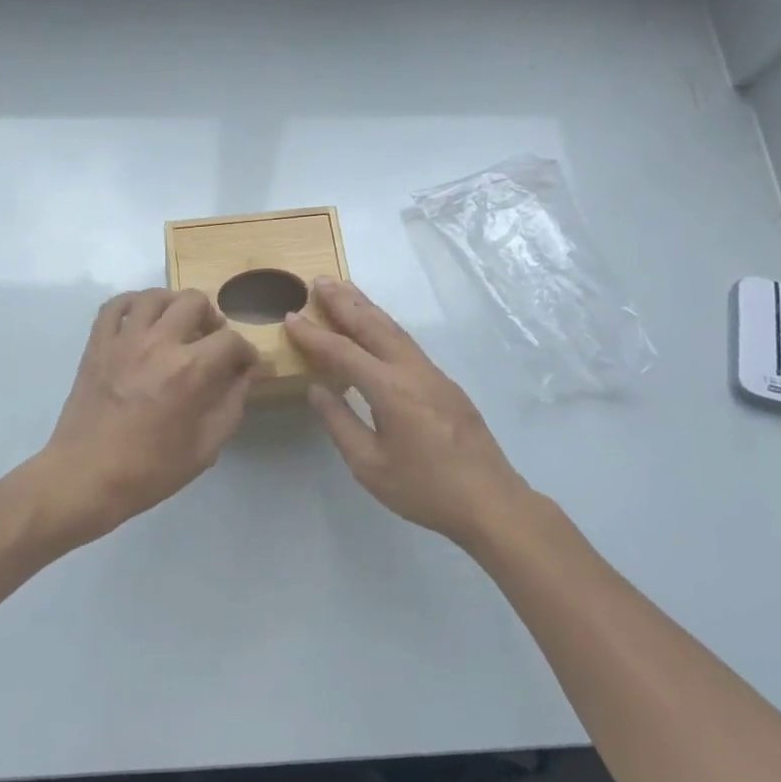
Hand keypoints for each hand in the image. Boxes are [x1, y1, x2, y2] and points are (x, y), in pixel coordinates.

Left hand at [36, 289, 258, 541]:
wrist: (85, 477)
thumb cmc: (150, 470)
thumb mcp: (206, 447)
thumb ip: (232, 403)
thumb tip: (248, 373)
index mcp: (190, 370)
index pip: (231, 340)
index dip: (246, 352)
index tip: (245, 365)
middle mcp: (159, 343)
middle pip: (195, 302)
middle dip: (212, 319)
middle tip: (211, 342)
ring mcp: (124, 339)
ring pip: (155, 295)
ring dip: (175, 306)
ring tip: (178, 326)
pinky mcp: (97, 343)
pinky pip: (116, 305)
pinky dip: (134, 304)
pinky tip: (142, 320)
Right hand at [286, 278, 532, 546]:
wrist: (490, 501)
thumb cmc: (424, 489)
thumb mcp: (369, 465)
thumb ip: (340, 423)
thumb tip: (317, 389)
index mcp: (390, 389)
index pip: (343, 351)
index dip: (313, 334)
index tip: (290, 316)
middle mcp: (412, 370)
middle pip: (373, 325)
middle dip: (344, 301)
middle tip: (319, 280)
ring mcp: (433, 374)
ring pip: (394, 330)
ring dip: (366, 307)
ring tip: (344, 289)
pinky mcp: (444, 383)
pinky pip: (407, 343)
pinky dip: (384, 326)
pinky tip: (375, 327)